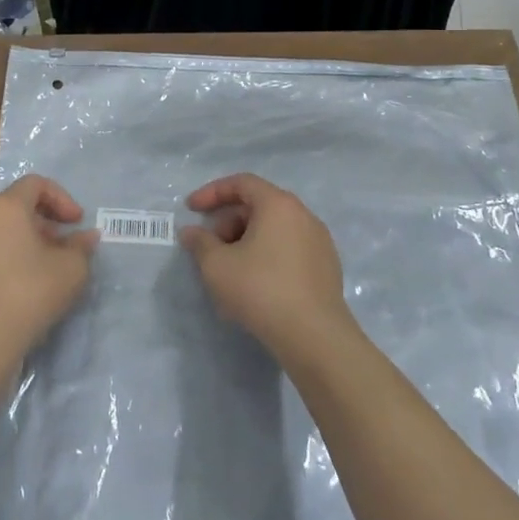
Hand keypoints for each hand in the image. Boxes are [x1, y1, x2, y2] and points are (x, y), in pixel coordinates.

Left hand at [0, 175, 96, 363]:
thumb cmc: (29, 293)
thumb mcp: (71, 269)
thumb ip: (81, 247)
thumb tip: (87, 237)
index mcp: (5, 207)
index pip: (35, 183)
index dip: (62, 198)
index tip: (77, 222)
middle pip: (16, 205)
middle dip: (45, 220)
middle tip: (64, 244)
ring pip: (1, 228)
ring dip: (27, 239)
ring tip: (47, 265)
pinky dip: (9, 254)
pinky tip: (24, 283)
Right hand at [180, 173, 354, 365]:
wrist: (314, 335)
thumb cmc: (260, 290)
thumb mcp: (217, 266)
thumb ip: (200, 243)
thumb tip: (191, 232)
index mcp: (278, 204)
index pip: (241, 183)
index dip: (212, 193)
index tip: (191, 209)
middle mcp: (303, 214)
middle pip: (259, 206)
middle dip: (228, 221)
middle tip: (210, 247)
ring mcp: (319, 241)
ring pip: (275, 229)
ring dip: (247, 240)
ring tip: (230, 269)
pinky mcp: (327, 267)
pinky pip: (290, 249)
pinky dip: (268, 255)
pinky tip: (256, 284)